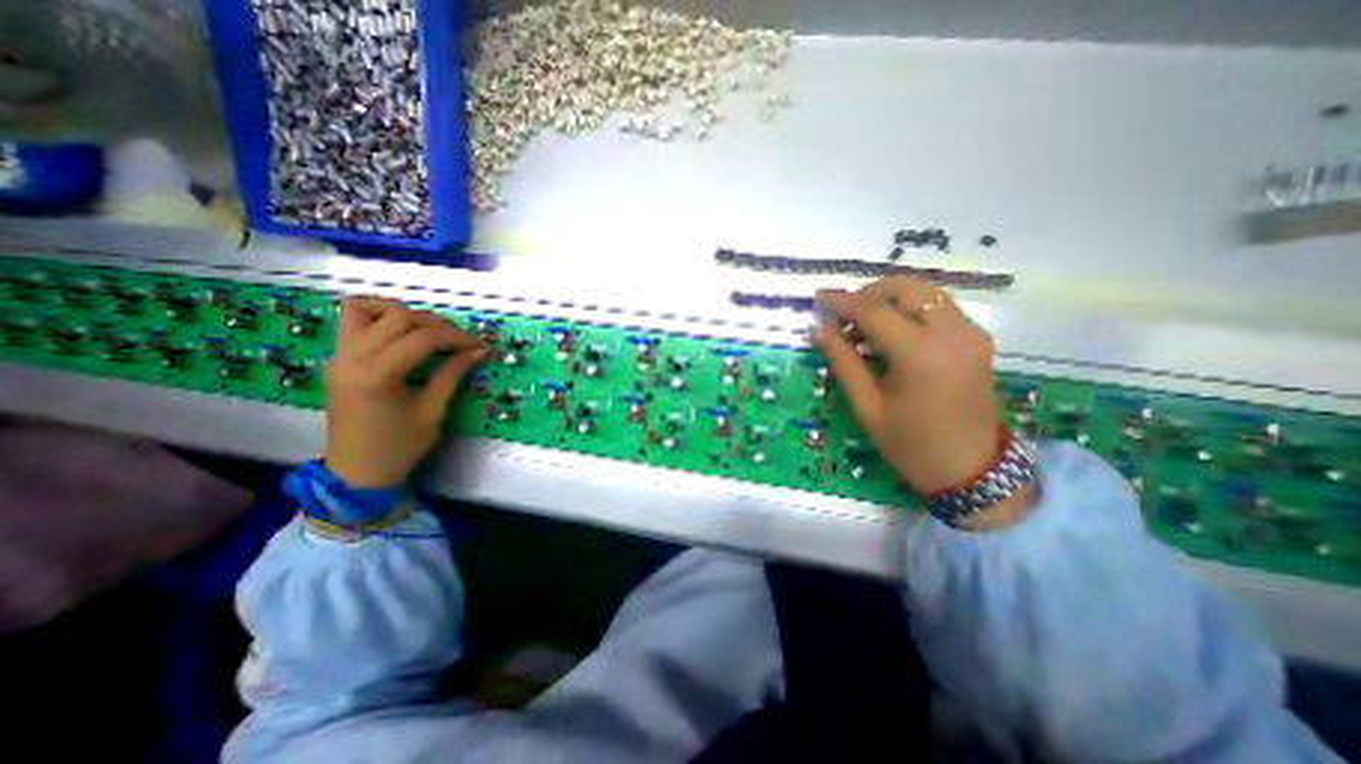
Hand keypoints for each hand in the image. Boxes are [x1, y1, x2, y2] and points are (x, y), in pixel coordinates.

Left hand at [324, 296, 487, 484]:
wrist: (357, 471)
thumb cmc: (399, 447)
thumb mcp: (433, 410)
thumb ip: (453, 374)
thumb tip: (478, 351)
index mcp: (376, 375)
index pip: (422, 339)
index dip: (456, 338)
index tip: (479, 345)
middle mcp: (350, 358)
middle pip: (398, 319)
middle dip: (435, 324)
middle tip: (459, 340)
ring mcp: (337, 356)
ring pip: (366, 310)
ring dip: (402, 313)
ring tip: (427, 330)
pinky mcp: (336, 359)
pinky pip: (350, 320)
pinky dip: (377, 316)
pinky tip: (400, 331)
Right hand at [812, 276, 1003, 499]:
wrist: (970, 471)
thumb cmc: (910, 444)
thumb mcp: (867, 406)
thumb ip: (842, 361)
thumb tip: (820, 329)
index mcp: (920, 354)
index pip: (873, 310)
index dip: (841, 302)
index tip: (818, 299)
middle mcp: (952, 333)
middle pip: (905, 287)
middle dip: (869, 293)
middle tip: (844, 315)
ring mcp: (970, 333)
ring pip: (925, 292)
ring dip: (889, 299)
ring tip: (863, 326)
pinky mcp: (977, 339)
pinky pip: (939, 307)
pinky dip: (909, 310)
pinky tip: (891, 333)